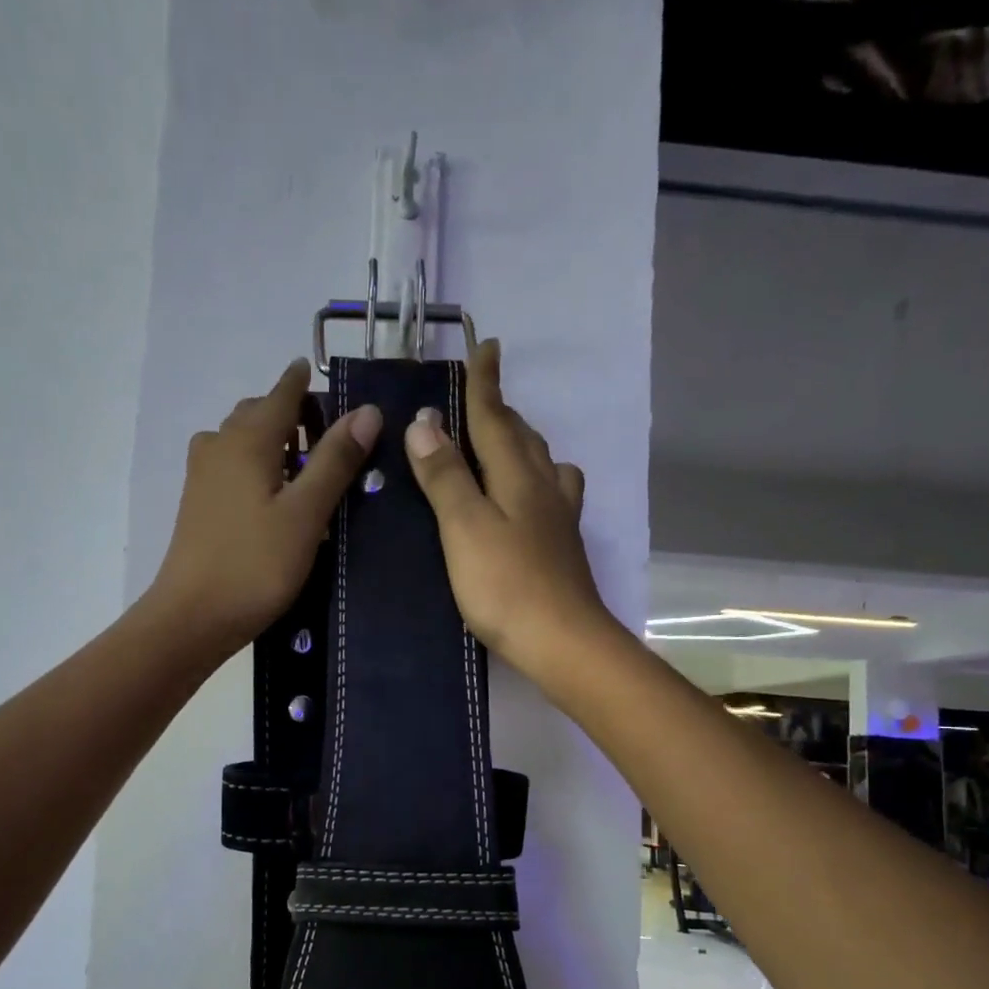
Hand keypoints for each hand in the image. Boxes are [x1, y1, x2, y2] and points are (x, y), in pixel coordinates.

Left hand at [148, 359, 380, 655]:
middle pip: (259, 412)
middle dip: (292, 413)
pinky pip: (232, 466)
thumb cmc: (255, 565)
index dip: (307, 382)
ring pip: (242, 440)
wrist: (193, 617)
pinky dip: (256, 466)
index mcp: (248, 438)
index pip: (283, 391)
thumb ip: (335, 461)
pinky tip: (275, 497)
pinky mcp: (198, 504)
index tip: (330, 379)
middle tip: (331, 438)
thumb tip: (368, 411)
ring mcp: (203, 475)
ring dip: (273, 441)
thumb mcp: (306, 514)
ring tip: (307, 468)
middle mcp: (220, 444)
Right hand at [405, 340, 614, 680]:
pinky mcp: (562, 548)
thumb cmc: (506, 585)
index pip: (495, 419)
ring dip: (523, 444)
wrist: (562, 641)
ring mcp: (558, 520)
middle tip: (483, 396)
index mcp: (517, 476)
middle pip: (522, 438)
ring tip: (504, 443)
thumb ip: (445, 476)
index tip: (486, 346)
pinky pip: (551, 496)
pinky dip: (538, 481)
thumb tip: (425, 422)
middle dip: (502, 412)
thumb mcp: (464, 527)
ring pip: (543, 465)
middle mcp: (544, 488)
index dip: (485, 385)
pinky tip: (533, 499)